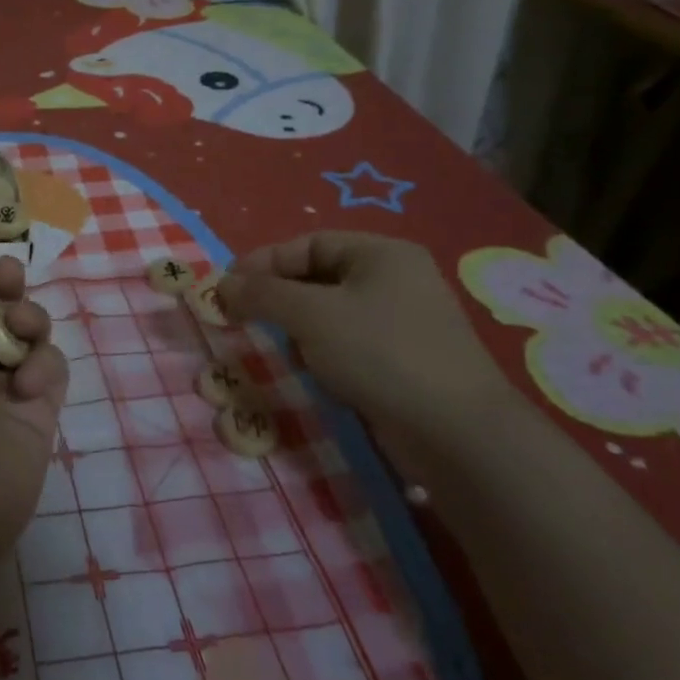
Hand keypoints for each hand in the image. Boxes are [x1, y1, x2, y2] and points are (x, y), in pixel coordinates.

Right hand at [219, 231, 525, 483]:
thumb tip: (223, 283)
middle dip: (278, 297)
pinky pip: (350, 343)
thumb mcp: (311, 314)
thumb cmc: (380, 354)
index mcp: (382, 254)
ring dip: (299, 328)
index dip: (263, 262)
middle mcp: (396, 280)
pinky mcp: (405, 362)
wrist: (456, 434)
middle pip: (319, 277)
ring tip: (279, 347)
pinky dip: (324, 352)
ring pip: (331, 313)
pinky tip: (315, 372)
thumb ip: (262, 293)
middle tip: (242, 317)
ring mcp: (404, 323)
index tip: (226, 287)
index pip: (308, 245)